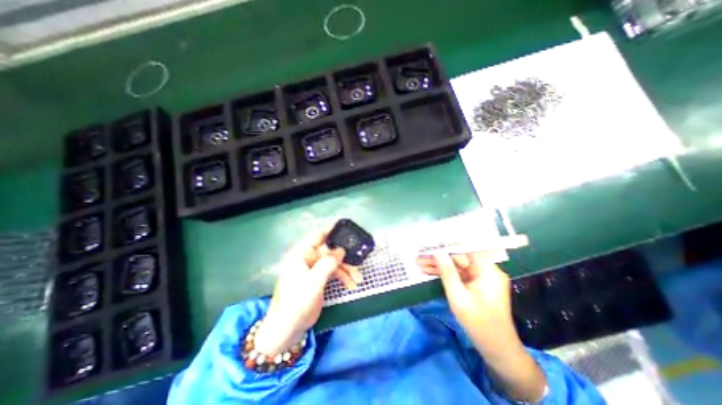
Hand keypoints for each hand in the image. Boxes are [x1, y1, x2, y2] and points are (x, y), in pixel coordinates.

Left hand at [256, 228, 364, 353]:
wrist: (287, 330)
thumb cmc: (296, 304)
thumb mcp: (313, 283)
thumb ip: (327, 264)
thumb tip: (341, 250)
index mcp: (302, 254)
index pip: (318, 236)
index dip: (332, 230)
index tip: (347, 229)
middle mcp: (308, 258)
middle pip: (331, 251)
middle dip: (345, 258)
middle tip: (358, 264)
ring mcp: (314, 269)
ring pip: (335, 262)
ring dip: (347, 270)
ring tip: (358, 280)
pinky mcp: (319, 279)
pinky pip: (334, 272)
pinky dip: (343, 277)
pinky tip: (351, 285)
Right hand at [414, 253, 543, 400]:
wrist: (496, 349)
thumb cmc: (478, 322)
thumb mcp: (458, 296)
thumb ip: (447, 272)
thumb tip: (436, 252)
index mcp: (488, 270)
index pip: (466, 249)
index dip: (448, 244)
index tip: (431, 242)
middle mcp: (487, 271)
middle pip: (460, 258)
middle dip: (440, 257)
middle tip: (421, 255)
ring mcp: (482, 278)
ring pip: (457, 266)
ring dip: (440, 266)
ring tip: (421, 263)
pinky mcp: (477, 285)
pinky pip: (459, 275)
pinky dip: (446, 275)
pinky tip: (430, 272)